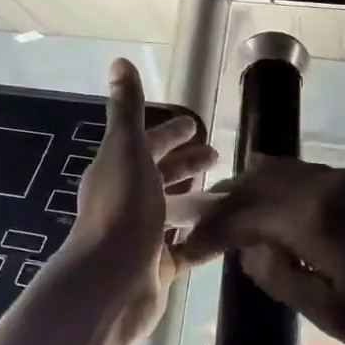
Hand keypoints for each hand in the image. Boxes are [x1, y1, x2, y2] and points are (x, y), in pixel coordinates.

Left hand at [64, 59, 216, 344]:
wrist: (111, 282)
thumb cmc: (122, 210)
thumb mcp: (126, 150)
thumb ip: (126, 109)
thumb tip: (119, 62)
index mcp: (118, 170)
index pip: (146, 144)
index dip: (170, 133)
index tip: (197, 127)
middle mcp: (127, 201)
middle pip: (161, 177)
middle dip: (187, 164)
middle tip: (219, 157)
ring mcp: (141, 236)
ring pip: (174, 212)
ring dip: (199, 200)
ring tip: (233, 193)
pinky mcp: (156, 267)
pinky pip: (185, 247)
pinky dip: (203, 237)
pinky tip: (227, 231)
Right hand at [178, 158, 344, 344]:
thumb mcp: (336, 316)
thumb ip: (283, 278)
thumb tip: (250, 251)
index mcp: (314, 216)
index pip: (242, 214)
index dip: (209, 230)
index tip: (185, 249)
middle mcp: (329, 184)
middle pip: (260, 180)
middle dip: (226, 203)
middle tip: (202, 228)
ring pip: (287, 172)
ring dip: (254, 192)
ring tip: (235, 219)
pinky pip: (311, 177)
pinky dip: (283, 191)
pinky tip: (283, 215)